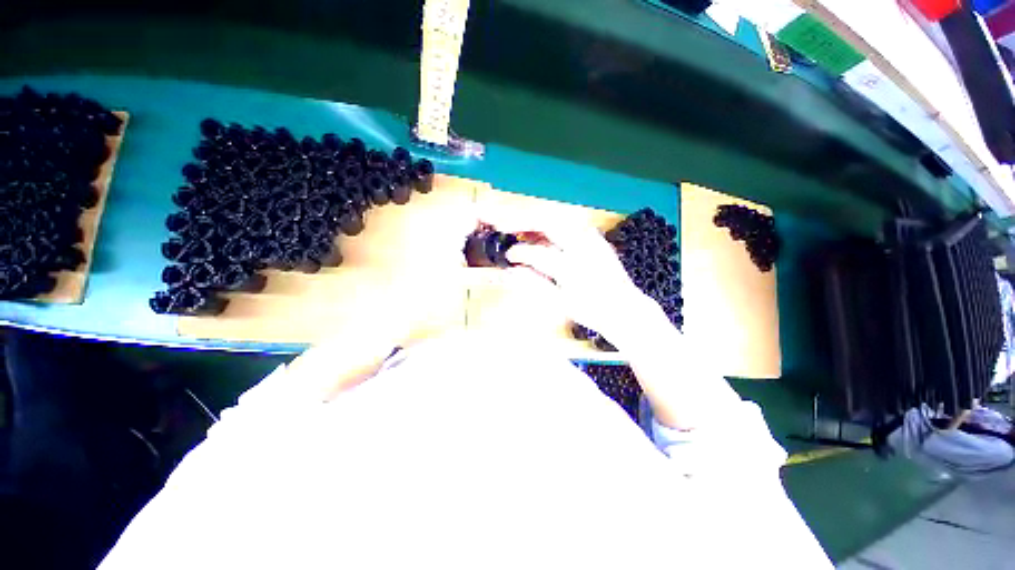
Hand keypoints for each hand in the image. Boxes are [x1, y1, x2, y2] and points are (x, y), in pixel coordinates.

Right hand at [479, 211, 650, 340]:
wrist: (625, 308)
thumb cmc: (591, 311)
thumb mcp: (560, 302)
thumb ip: (534, 283)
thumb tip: (511, 270)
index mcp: (574, 269)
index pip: (539, 254)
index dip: (519, 253)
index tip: (507, 256)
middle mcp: (585, 248)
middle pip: (549, 223)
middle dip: (523, 220)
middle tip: (504, 225)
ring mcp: (593, 239)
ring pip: (560, 218)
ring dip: (537, 220)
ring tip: (520, 227)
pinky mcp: (596, 237)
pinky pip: (569, 223)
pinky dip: (551, 224)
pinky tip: (542, 232)